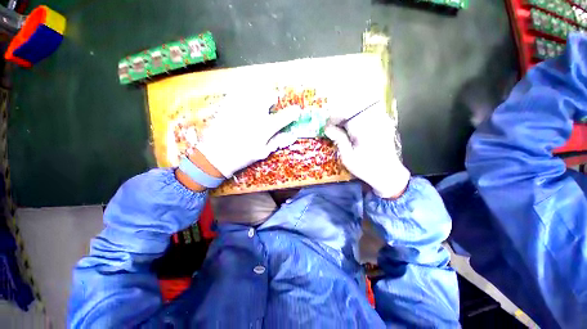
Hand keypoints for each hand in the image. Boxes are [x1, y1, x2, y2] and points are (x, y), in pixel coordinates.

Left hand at [194, 92, 300, 177]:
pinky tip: (243, 102)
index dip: (293, 112)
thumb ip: (276, 141)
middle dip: (273, 100)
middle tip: (270, 107)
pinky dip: (244, 94)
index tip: (296, 111)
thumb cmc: (242, 156)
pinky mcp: (228, 104)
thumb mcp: (262, 152)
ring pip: (255, 90)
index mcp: (265, 127)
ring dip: (259, 95)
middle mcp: (255, 113)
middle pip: (269, 96)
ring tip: (256, 104)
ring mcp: (241, 107)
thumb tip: (288, 134)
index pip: (285, 116)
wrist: (215, 155)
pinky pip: (238, 92)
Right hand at [324, 101, 409, 197]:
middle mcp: (375, 121)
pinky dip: (358, 118)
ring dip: (349, 117)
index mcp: (364, 130)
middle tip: (335, 128)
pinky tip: (355, 130)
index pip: (346, 113)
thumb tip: (327, 127)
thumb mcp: (348, 157)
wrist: (388, 174)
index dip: (334, 118)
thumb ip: (339, 139)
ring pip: (360, 109)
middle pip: (353, 108)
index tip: (328, 127)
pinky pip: (368, 113)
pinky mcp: (384, 122)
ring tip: (344, 130)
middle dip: (341, 116)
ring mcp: (382, 120)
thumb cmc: (366, 168)